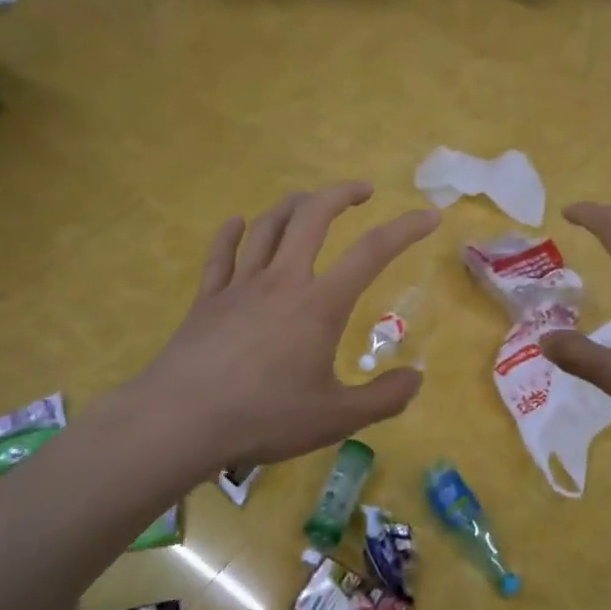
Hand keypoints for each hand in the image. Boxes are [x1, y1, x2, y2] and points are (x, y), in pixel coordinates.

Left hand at [131, 183, 439, 469]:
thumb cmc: (264, 417)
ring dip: (292, 205)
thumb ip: (383, 398)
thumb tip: (417, 378)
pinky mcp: (207, 298)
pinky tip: (238, 223)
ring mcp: (240, 285)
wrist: (181, 420)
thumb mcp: (336, 419)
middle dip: (340, 194)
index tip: (429, 215)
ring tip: (308, 200)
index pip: (372, 252)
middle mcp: (283, 280)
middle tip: (361, 189)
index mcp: (320, 303)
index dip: (405, 229)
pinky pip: (220, 254)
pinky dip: (232, 233)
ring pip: (268, 226)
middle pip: (312, 217)